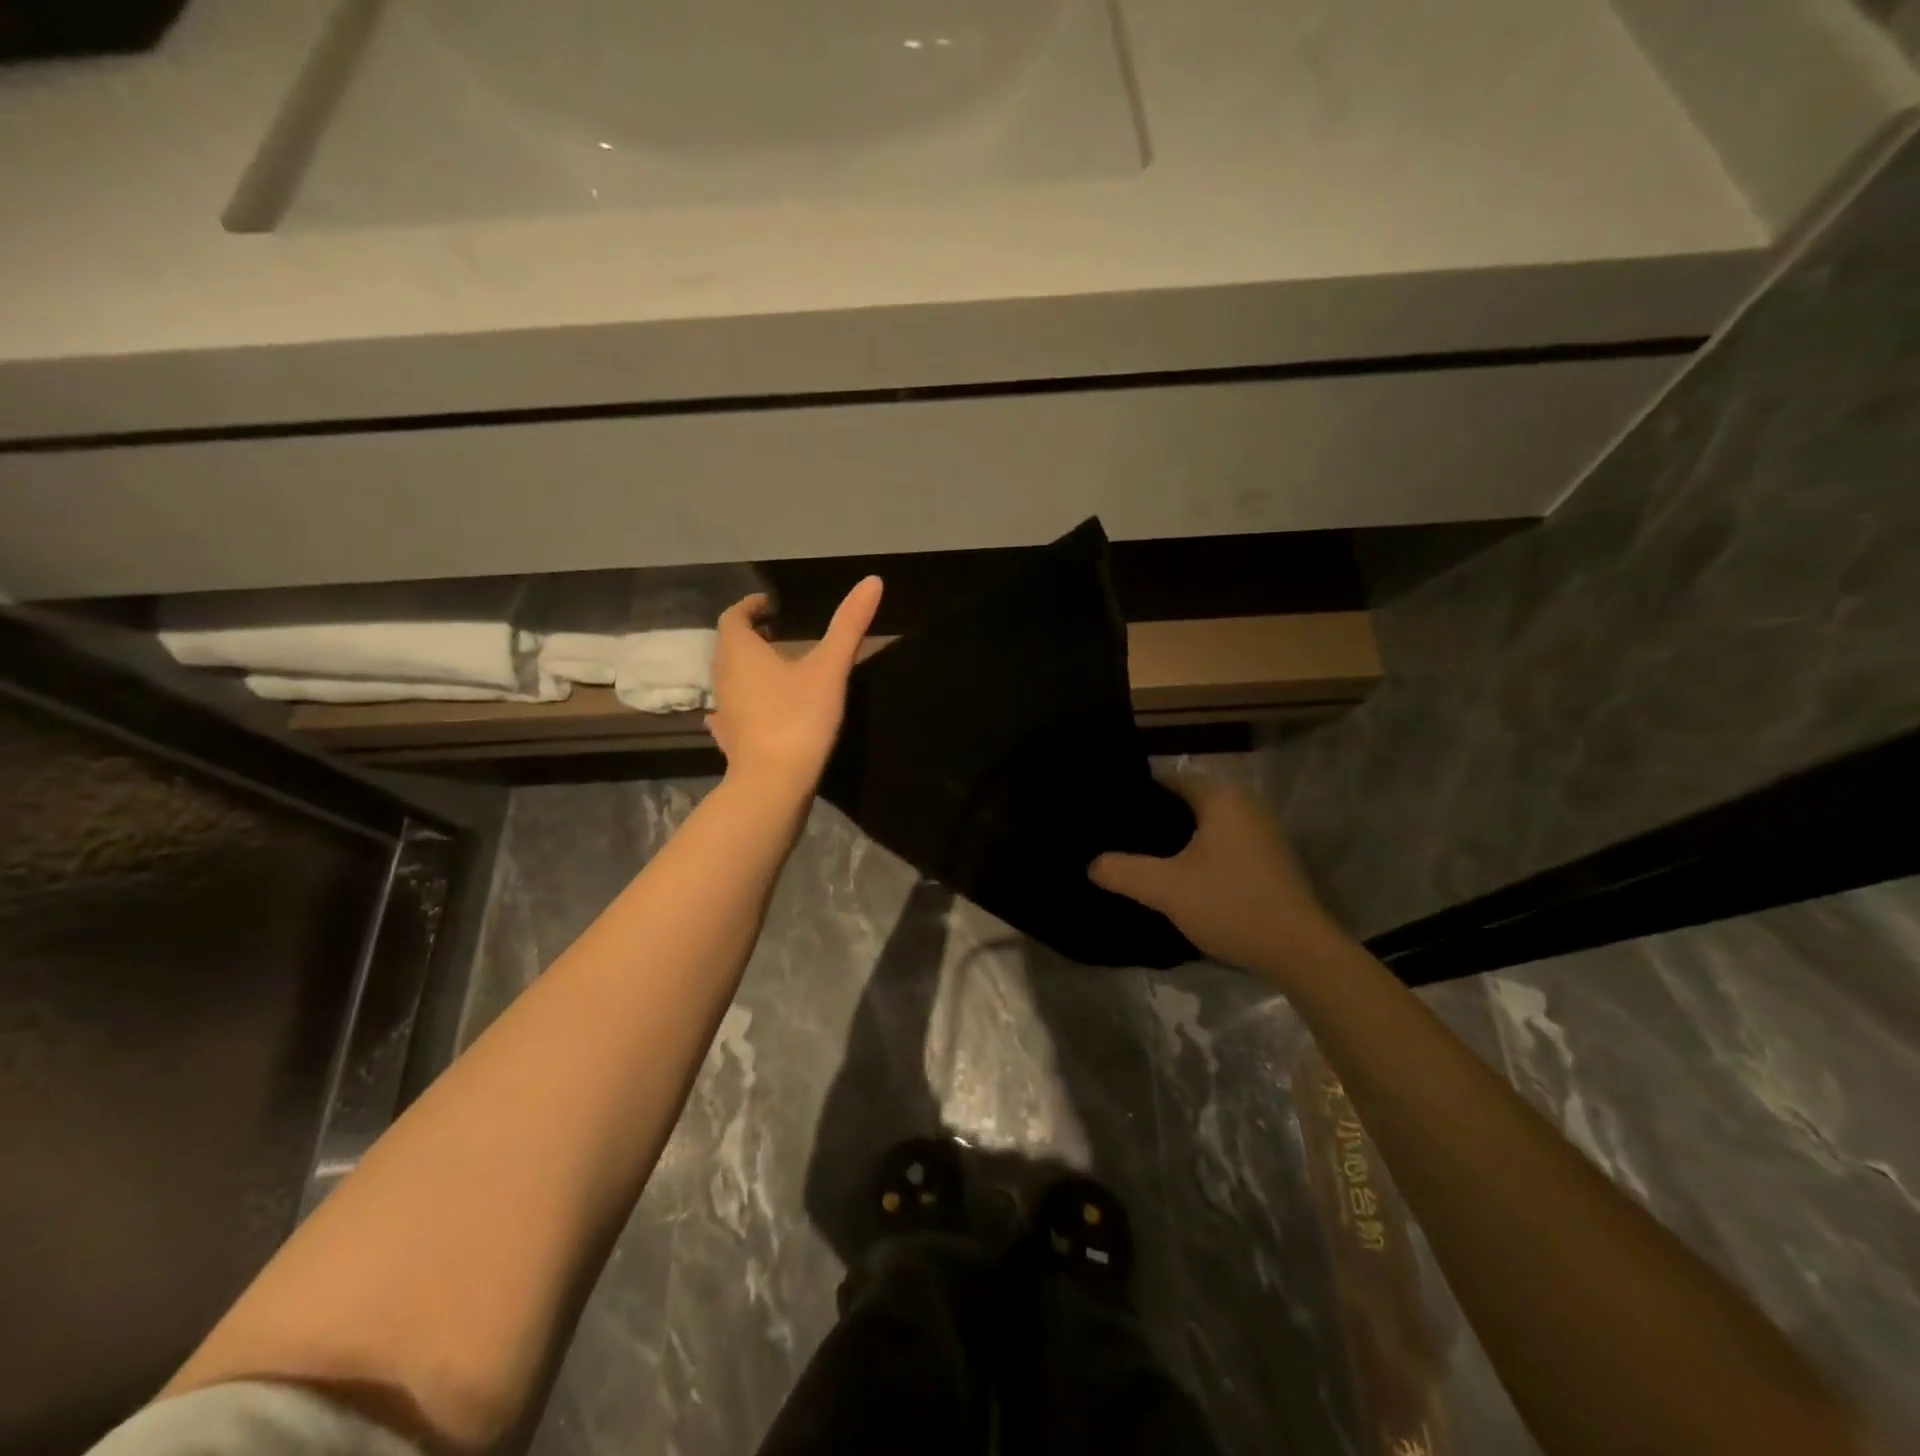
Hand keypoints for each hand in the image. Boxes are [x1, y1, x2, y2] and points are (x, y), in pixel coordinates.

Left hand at [707, 576, 881, 797]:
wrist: (774, 783)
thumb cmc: (799, 717)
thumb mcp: (830, 667)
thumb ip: (849, 624)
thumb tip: (872, 580)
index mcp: (741, 652)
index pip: (734, 617)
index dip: (750, 607)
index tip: (770, 606)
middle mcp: (724, 677)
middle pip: (729, 647)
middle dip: (750, 636)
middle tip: (777, 635)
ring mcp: (724, 711)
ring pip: (729, 679)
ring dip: (748, 669)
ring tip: (777, 671)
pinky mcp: (730, 740)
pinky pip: (731, 713)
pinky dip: (743, 704)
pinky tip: (757, 713)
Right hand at [1090, 773, 1348, 981]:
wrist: (1300, 952)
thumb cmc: (1231, 906)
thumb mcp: (1166, 889)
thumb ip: (1122, 871)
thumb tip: (1092, 864)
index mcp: (1222, 798)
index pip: (1169, 778)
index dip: (1138, 793)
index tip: (1110, 813)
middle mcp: (1246, 805)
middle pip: (1187, 801)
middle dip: (1155, 817)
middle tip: (1119, 837)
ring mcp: (1263, 832)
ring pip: (1206, 824)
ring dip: (1178, 838)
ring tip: (1142, 856)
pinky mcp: (1270, 859)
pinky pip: (1223, 843)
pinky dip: (1200, 852)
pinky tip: (1180, 876)